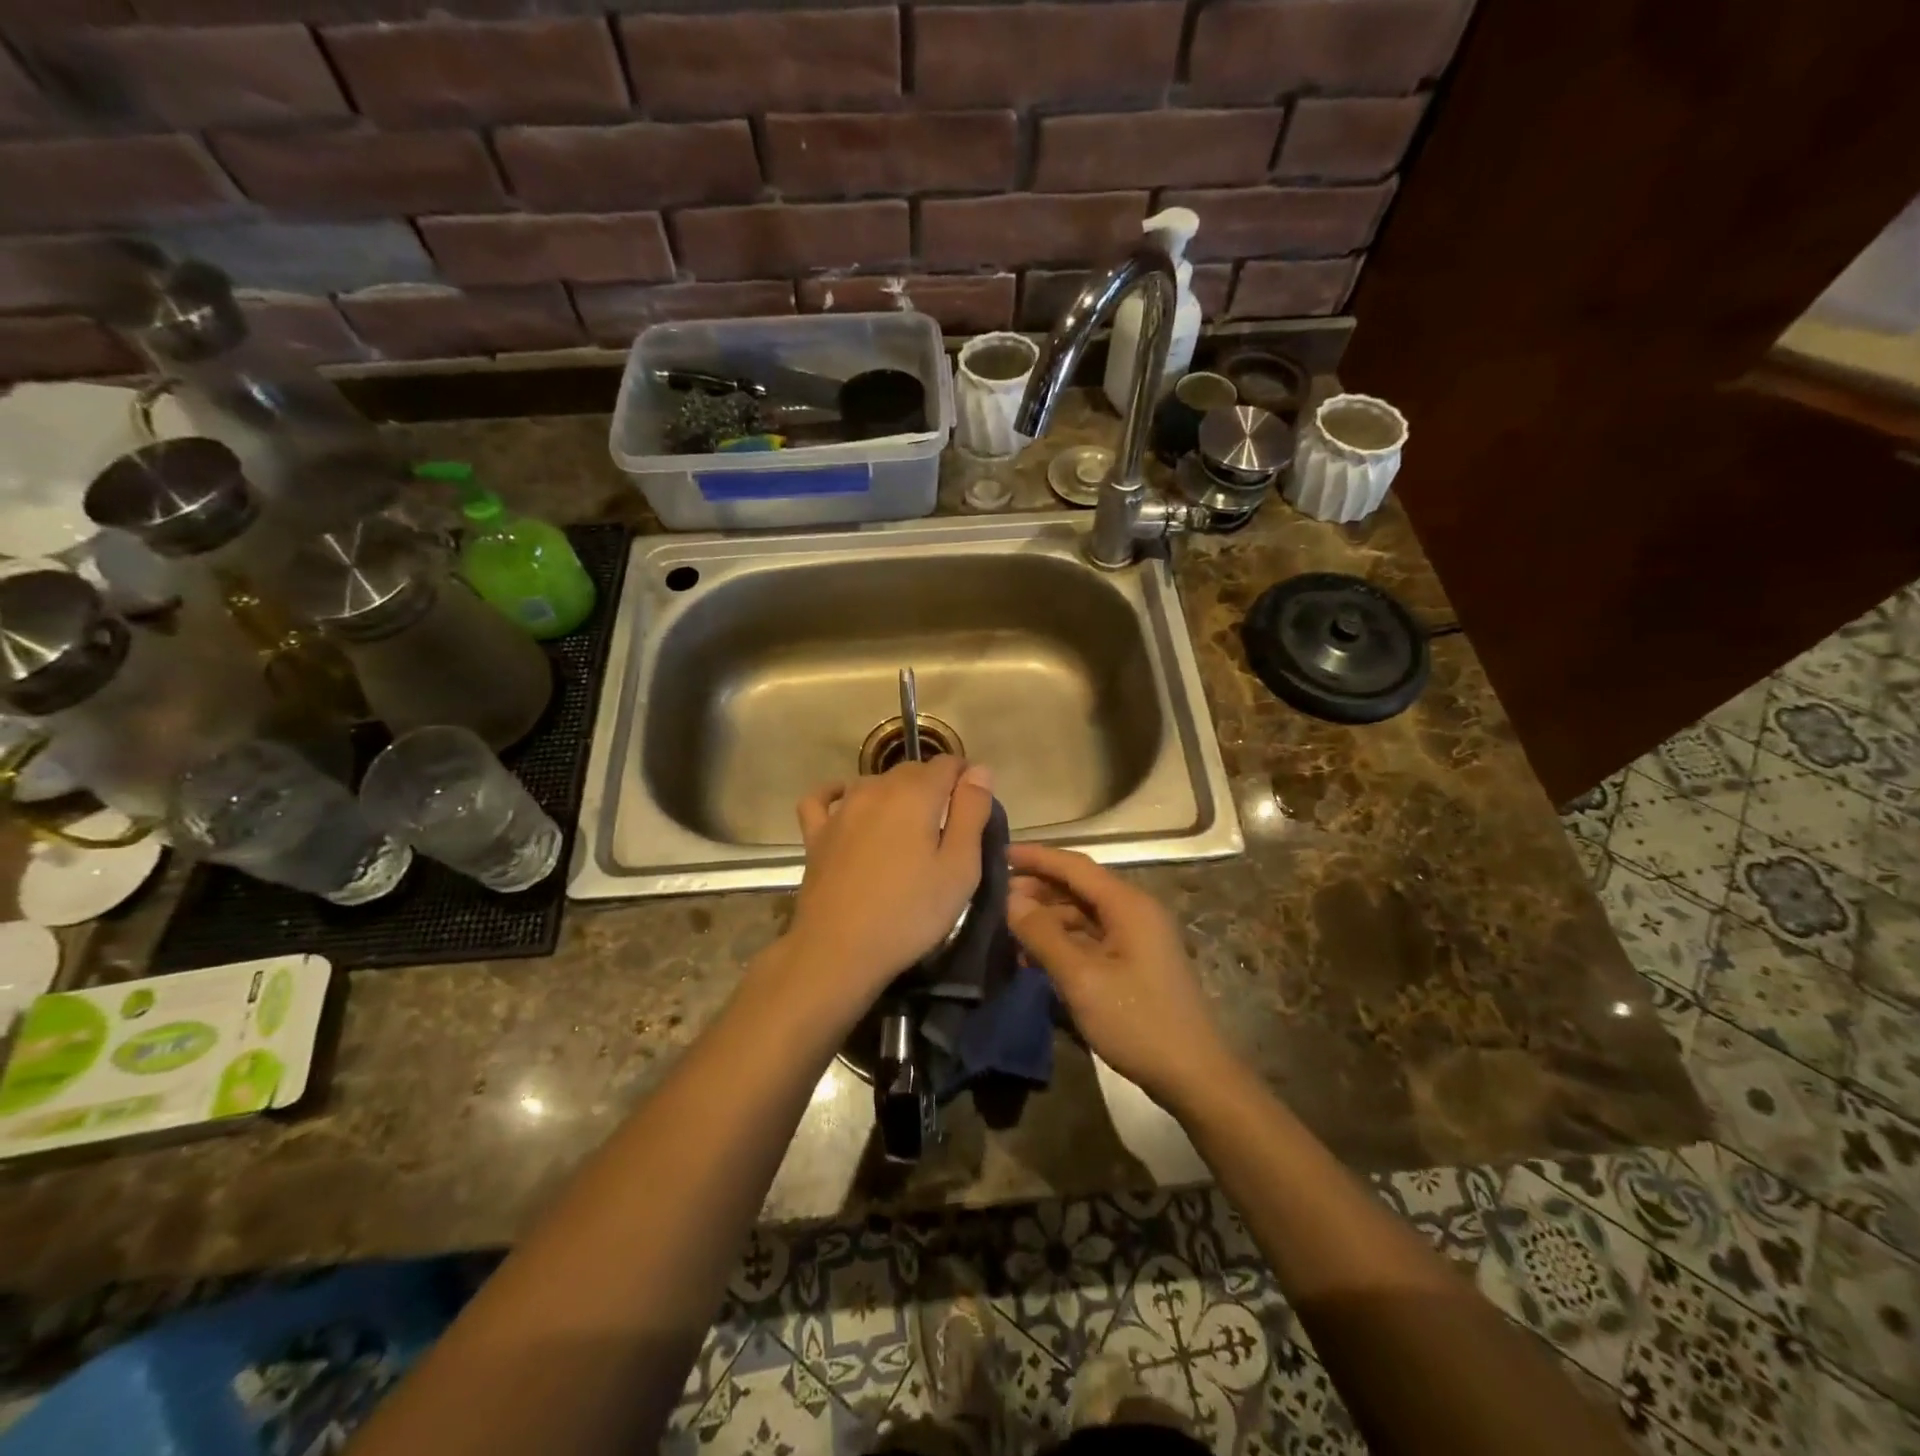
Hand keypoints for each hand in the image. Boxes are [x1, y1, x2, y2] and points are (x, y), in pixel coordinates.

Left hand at [783, 758, 994, 1015]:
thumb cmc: (910, 913)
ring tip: (908, 829)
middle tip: (947, 828)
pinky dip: (838, 793)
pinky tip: (847, 803)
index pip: (947, 763)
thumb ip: (972, 812)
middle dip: (934, 787)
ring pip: (874, 782)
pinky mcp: (816, 834)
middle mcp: (876, 789)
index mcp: (915, 794)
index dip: (966, 779)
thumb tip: (979, 769)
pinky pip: (824, 799)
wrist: (839, 950)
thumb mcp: (960, 867)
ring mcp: (841, 810)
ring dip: (896, 794)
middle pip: (912, 771)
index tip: (975, 809)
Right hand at [1007, 844, 1233, 1107]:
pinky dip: (1063, 940)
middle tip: (996, 897)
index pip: (1074, 865)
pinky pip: (1092, 937)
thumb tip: (1011, 898)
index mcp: (1128, 905)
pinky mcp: (1135, 960)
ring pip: (1083, 913)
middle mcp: (1135, 911)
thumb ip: (1043, 935)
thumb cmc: (1137, 1022)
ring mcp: (1137, 936)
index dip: (1036, 856)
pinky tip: (1036, 957)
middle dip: (1038, 888)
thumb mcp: (1082, 979)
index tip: (999, 853)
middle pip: (1079, 886)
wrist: (1193, 1074)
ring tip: (1009, 929)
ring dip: (1048, 917)